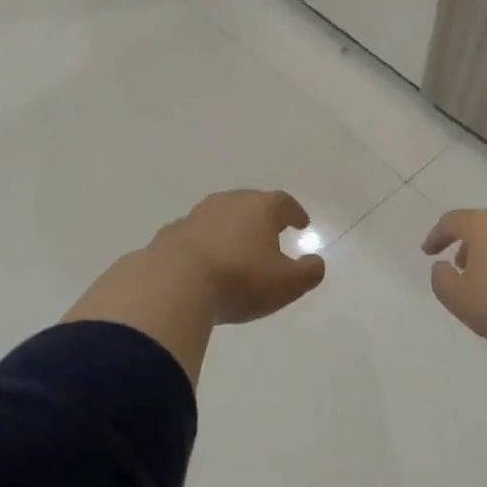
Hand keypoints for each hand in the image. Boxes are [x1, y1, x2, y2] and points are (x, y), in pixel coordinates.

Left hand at [152, 190, 326, 324]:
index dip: (294, 213)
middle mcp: (228, 203)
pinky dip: (204, 243)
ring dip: (230, 229)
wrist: (173, 283)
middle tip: (270, 232)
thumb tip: (316, 262)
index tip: (301, 224)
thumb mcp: (287, 284)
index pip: (284, 203)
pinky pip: (195, 235)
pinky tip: (204, 261)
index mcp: (260, 208)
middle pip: (250, 203)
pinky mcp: (170, 234)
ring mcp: (196, 216)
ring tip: (236, 247)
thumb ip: (308, 272)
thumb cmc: (240, 280)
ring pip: (220, 216)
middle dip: (261, 216)